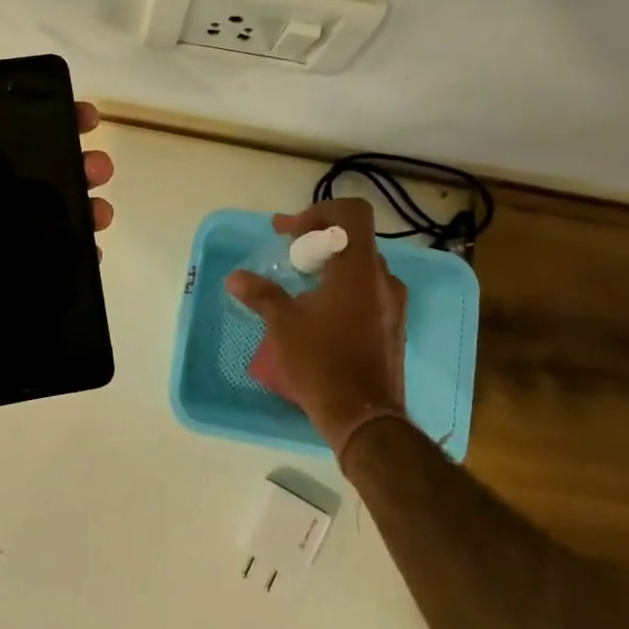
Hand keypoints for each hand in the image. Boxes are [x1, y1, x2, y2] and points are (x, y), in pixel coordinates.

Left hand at [0, 20, 114, 329]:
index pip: (10, 129)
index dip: (49, 120)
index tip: (82, 117)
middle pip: (36, 171)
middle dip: (74, 165)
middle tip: (97, 166)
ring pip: (42, 214)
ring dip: (78, 208)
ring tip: (100, 209)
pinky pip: (31, 257)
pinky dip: (64, 254)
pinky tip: (90, 250)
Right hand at [226, 197, 407, 451]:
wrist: (365, 417)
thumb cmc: (321, 363)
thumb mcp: (284, 325)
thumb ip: (261, 294)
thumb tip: (235, 278)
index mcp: (358, 269)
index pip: (350, 213)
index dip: (318, 211)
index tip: (290, 233)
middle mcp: (382, 279)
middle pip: (354, 238)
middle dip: (318, 239)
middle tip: (289, 254)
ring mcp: (393, 303)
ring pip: (361, 265)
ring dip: (331, 264)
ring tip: (301, 284)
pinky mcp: (393, 325)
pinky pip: (368, 290)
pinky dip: (344, 286)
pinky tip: (320, 312)